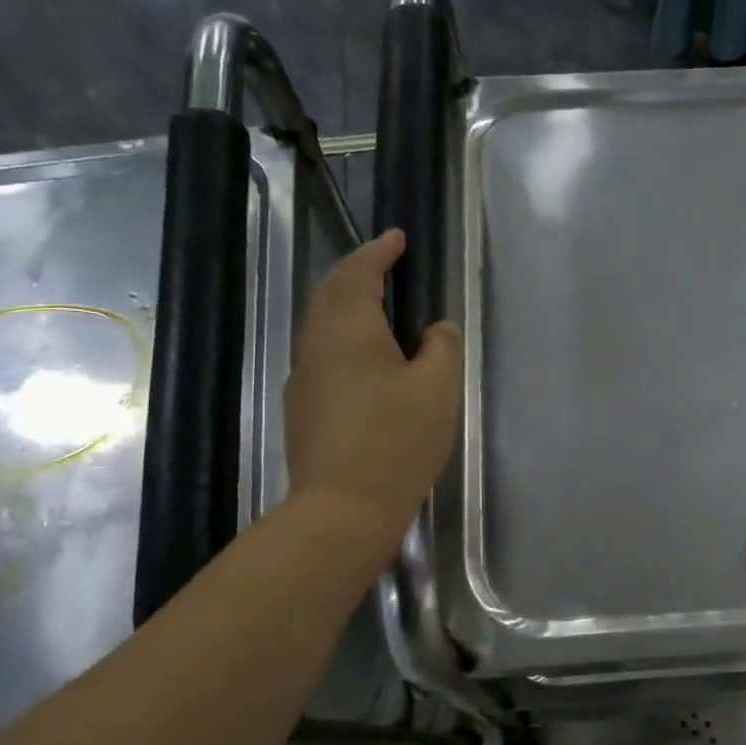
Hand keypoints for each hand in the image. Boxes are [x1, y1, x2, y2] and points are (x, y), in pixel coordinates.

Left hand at [286, 230, 461, 544]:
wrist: (343, 507)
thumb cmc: (397, 440)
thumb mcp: (437, 389)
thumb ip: (442, 347)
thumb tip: (435, 329)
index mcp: (348, 329)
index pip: (359, 273)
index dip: (379, 251)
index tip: (397, 237)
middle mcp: (317, 344)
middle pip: (330, 293)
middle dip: (356, 272)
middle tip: (385, 265)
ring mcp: (304, 377)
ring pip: (321, 324)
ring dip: (347, 305)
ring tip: (378, 306)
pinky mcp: (303, 407)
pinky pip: (322, 353)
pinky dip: (343, 337)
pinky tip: (365, 359)